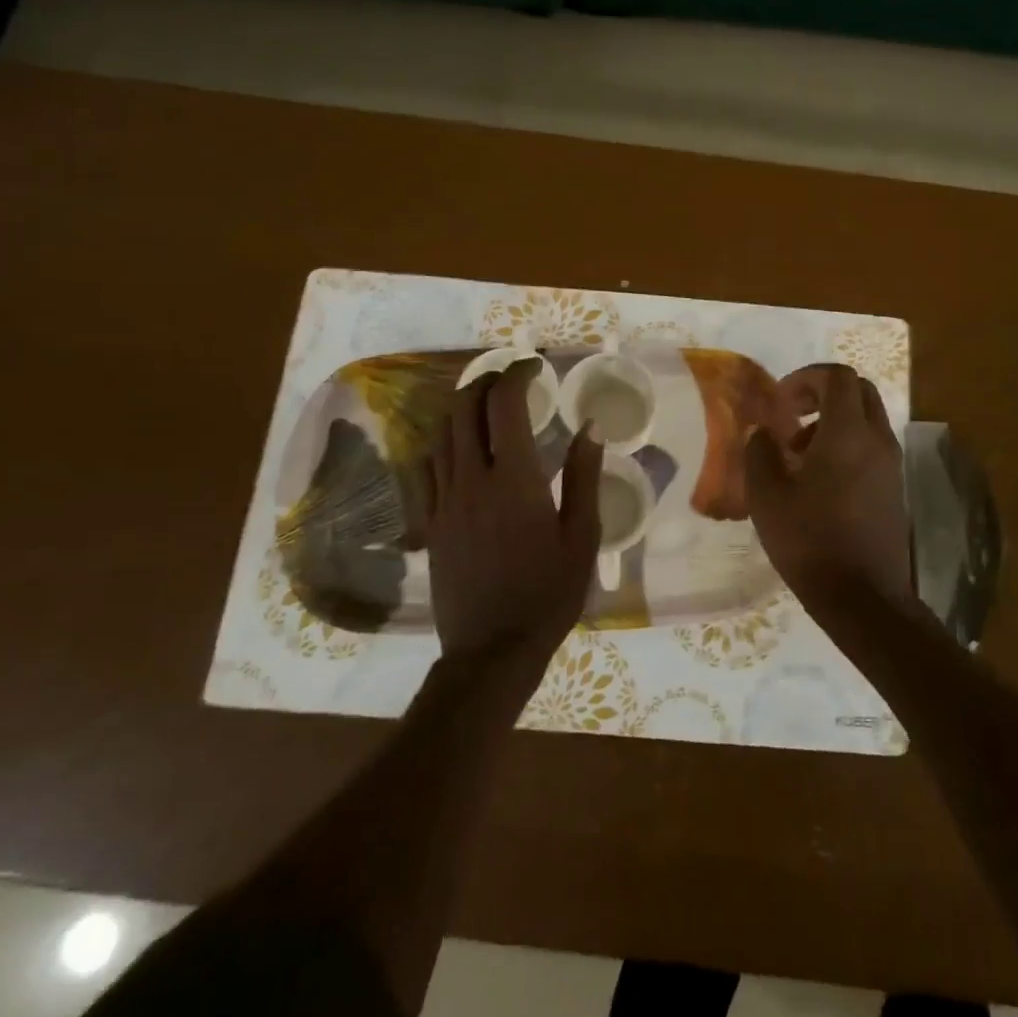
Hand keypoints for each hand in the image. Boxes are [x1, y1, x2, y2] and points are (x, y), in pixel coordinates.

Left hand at [423, 358, 603, 668]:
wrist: (491, 650)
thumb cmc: (548, 593)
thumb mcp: (581, 536)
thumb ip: (583, 477)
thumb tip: (589, 428)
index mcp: (515, 479)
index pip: (505, 406)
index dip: (516, 375)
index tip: (534, 366)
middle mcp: (472, 479)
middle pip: (463, 409)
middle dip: (484, 381)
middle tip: (509, 377)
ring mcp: (444, 500)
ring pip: (441, 434)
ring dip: (462, 407)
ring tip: (485, 403)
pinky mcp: (431, 522)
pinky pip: (428, 466)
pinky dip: (444, 442)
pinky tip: (459, 448)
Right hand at [744, 364, 914, 620]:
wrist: (864, 598)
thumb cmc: (810, 541)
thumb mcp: (767, 497)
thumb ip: (759, 453)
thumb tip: (761, 432)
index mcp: (847, 433)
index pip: (837, 376)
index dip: (806, 377)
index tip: (781, 401)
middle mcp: (877, 440)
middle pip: (859, 391)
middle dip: (823, 393)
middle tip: (792, 417)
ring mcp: (891, 465)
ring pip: (867, 420)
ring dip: (834, 422)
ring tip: (799, 454)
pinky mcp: (894, 489)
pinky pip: (872, 447)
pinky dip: (847, 446)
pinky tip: (819, 482)